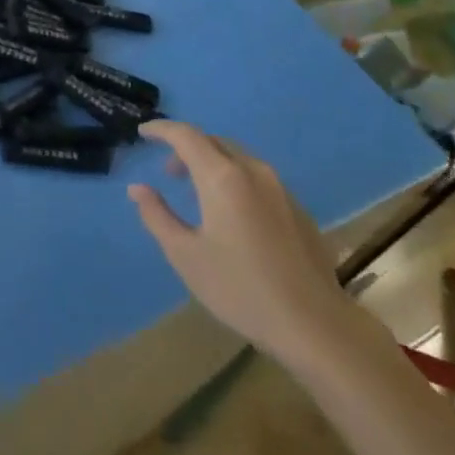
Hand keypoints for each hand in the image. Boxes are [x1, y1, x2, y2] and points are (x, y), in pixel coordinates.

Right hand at [128, 121, 356, 361]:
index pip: (185, 136)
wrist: (315, 325)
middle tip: (169, 172)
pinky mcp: (298, 210)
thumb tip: (138, 189)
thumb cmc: (240, 289)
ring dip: (213, 164)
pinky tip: (234, 215)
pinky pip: (259, 179)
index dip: (161, 129)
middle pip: (214, 142)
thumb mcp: (185, 255)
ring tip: (198, 194)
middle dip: (187, 148)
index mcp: (222, 177)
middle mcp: (253, 172)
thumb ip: (157, 216)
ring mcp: (280, 189)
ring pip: (238, 158)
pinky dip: (236, 180)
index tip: (143, 133)